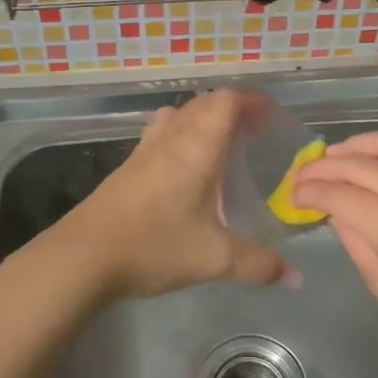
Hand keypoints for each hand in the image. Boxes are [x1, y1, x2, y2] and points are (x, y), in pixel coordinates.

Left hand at [50, 90, 288, 299]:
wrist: (82, 256)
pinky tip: (186, 170)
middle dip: (232, 109)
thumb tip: (296, 277)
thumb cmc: (153, 246)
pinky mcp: (126, 168)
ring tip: (222, 144)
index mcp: (196, 148)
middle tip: (254, 131)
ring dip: (203, 119)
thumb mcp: (214, 258)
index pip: (226, 102)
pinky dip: (182, 136)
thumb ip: (258, 264)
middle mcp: (171, 139)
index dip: (251, 101)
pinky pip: (161, 135)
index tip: (271, 115)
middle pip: (203, 103)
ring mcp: (144, 151)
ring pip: (178, 116)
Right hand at [291, 131, 377, 372]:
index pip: (339, 193)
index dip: (310, 191)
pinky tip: (377, 167)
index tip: (293, 194)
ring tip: (335, 155)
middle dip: (324, 166)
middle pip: (359, 164)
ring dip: (357, 146)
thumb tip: (338, 212)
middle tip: (304, 174)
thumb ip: (357, 242)